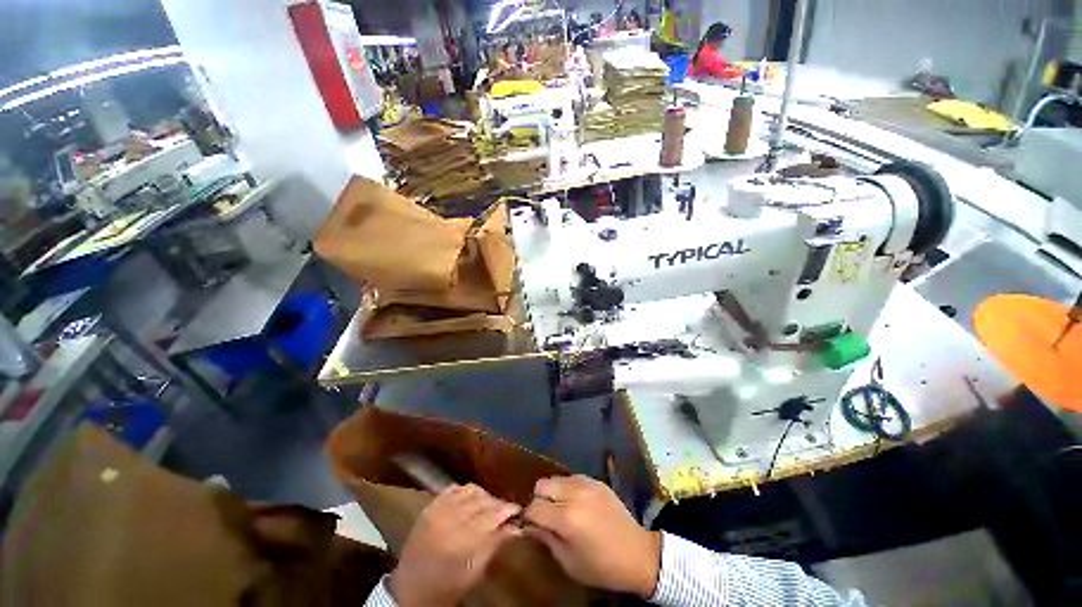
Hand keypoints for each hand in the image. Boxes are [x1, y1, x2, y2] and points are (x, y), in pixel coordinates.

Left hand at [389, 484, 520, 606]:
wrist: (409, 590)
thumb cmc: (446, 587)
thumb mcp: (474, 574)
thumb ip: (494, 546)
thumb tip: (516, 527)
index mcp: (460, 540)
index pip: (490, 515)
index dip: (506, 510)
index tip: (518, 509)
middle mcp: (448, 519)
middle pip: (481, 501)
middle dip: (497, 503)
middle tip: (507, 509)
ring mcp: (437, 510)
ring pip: (469, 491)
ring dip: (483, 496)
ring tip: (490, 505)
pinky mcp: (429, 506)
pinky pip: (453, 489)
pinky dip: (466, 491)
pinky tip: (472, 500)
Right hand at [523, 475, 661, 597]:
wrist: (638, 554)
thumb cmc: (601, 566)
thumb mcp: (569, 562)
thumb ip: (546, 540)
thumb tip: (528, 526)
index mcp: (566, 517)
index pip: (534, 507)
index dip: (528, 517)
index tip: (531, 525)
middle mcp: (574, 494)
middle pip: (542, 484)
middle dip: (539, 499)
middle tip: (547, 516)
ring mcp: (586, 484)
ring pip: (556, 478)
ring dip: (554, 492)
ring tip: (563, 508)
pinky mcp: (596, 481)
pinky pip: (573, 478)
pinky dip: (569, 488)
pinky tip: (578, 503)